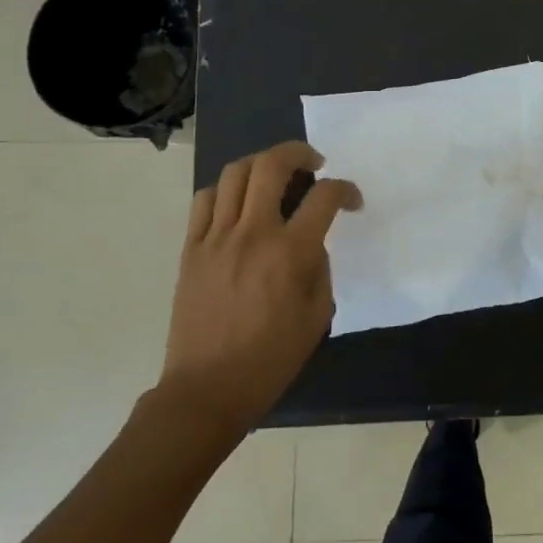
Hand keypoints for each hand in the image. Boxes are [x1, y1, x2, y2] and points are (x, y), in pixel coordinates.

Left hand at [161, 141, 360, 436]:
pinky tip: (238, 203)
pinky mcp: (190, 248)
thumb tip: (311, 244)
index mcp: (290, 253)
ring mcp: (216, 237)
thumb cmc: (270, 360)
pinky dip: (225, 190)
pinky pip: (204, 200)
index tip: (352, 201)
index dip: (345, 190)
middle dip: (299, 152)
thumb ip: (320, 270)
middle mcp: (253, 233)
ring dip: (261, 164)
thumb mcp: (317, 316)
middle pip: (272, 165)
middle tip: (314, 164)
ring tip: (275, 176)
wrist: (207, 390)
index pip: (324, 197)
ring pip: (235, 173)